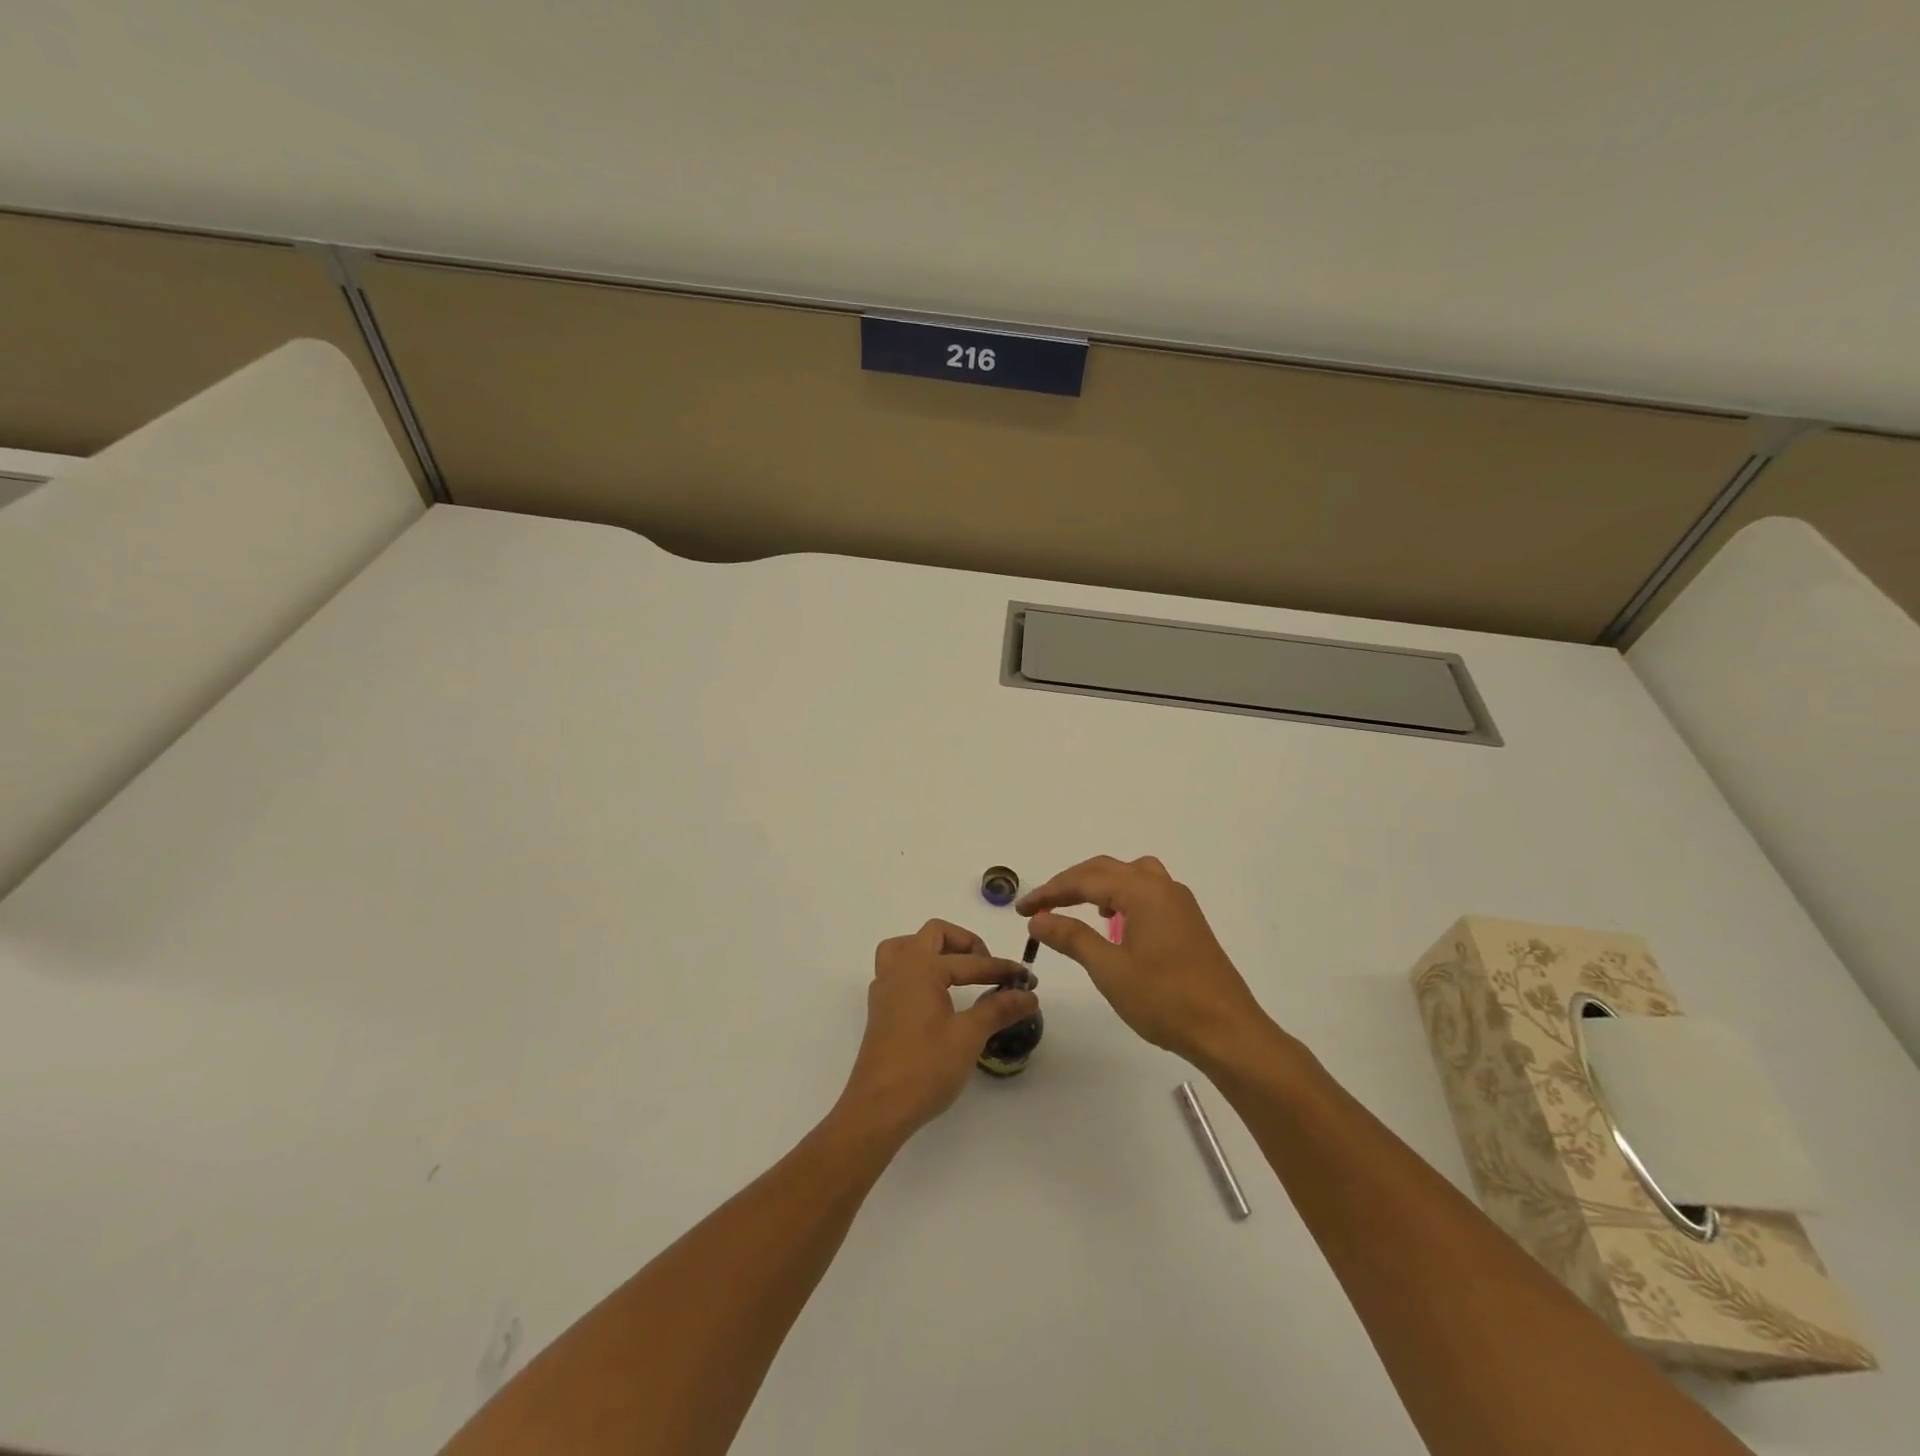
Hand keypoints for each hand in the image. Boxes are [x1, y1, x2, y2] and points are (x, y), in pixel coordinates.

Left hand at [837, 919, 1039, 1136]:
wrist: (879, 1108)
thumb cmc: (925, 1067)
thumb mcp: (969, 1036)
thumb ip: (999, 1009)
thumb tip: (1029, 995)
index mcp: (921, 968)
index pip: (970, 961)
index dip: (1001, 969)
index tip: (1027, 979)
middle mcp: (899, 968)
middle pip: (934, 935)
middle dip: (966, 944)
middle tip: (988, 968)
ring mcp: (885, 988)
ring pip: (907, 946)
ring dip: (935, 950)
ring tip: (959, 971)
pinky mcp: (880, 1008)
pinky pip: (898, 969)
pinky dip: (920, 970)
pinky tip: (936, 994)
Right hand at [1018, 855, 1273, 1067]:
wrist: (1228, 1032)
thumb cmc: (1166, 1000)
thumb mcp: (1110, 970)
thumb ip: (1072, 937)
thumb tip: (1039, 918)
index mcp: (1143, 892)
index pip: (1085, 880)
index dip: (1050, 892)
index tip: (1022, 910)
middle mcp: (1162, 887)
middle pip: (1107, 870)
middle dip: (1070, 884)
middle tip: (1040, 906)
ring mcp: (1179, 904)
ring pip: (1130, 876)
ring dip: (1098, 885)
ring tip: (1076, 907)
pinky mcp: (1188, 922)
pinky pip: (1147, 892)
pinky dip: (1121, 896)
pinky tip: (1114, 923)